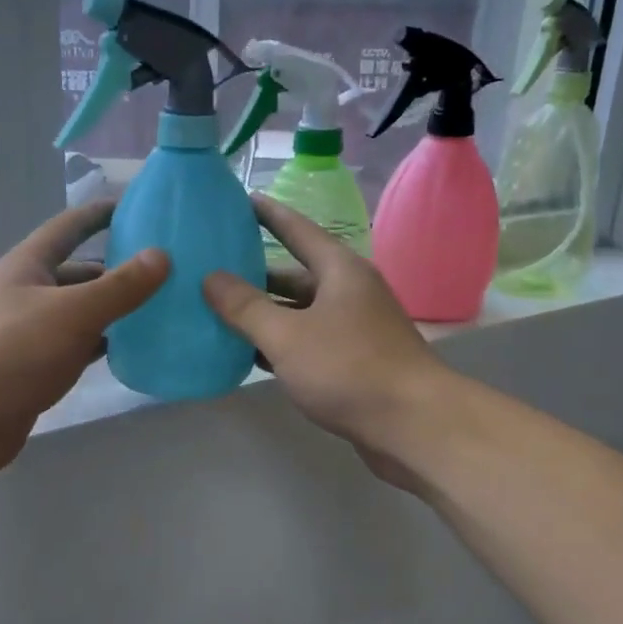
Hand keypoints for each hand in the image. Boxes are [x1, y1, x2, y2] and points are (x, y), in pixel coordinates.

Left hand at [0, 201, 167, 488]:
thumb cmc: (10, 353)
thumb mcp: (73, 313)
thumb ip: (120, 287)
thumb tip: (162, 255)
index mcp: (28, 266)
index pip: (69, 227)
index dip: (101, 214)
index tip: (139, 206)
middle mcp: (27, 293)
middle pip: (79, 273)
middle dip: (118, 269)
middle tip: (168, 271)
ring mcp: (29, 334)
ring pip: (80, 313)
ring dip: (114, 310)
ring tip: (162, 309)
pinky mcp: (34, 370)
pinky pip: (76, 348)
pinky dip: (103, 345)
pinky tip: (134, 350)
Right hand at [203, 197, 450, 488]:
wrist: (413, 425)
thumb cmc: (348, 368)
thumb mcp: (287, 335)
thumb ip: (244, 307)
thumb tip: (210, 277)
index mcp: (340, 271)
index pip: (298, 229)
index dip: (268, 214)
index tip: (241, 199)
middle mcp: (350, 292)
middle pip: (296, 275)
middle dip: (256, 275)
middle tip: (213, 270)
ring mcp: (356, 329)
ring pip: (301, 313)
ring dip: (266, 315)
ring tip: (220, 313)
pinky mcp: (356, 362)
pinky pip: (309, 342)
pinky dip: (281, 345)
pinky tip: (250, 355)